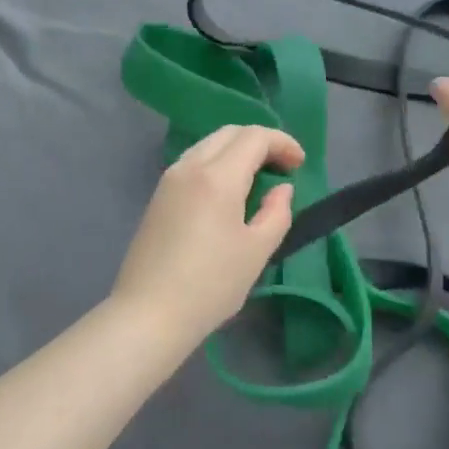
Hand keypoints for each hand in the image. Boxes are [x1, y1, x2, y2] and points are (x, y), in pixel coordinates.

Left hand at [108, 125, 304, 336]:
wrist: (148, 315)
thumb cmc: (210, 285)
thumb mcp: (256, 251)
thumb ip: (276, 212)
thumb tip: (281, 190)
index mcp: (217, 177)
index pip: (254, 137)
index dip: (282, 143)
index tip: (300, 164)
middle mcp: (190, 167)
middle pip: (229, 133)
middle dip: (261, 141)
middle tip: (283, 167)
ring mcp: (169, 180)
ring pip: (209, 144)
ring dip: (237, 150)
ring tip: (259, 177)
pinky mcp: (158, 196)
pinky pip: (194, 162)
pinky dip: (218, 163)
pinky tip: (229, 191)